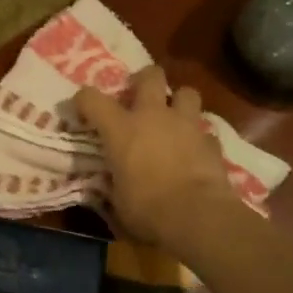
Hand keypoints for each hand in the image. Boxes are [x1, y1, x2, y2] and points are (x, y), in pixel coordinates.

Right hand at [76, 65, 243, 258]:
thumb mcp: (118, 200)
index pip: (91, 98)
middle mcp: (153, 116)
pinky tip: (196, 152)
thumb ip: (114, 183)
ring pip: (187, 93)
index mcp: (121, 128)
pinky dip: (200, 139)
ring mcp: (186, 125)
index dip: (83, 100)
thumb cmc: (147, 209)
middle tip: (139, 96)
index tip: (81, 110)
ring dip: (179, 102)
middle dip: (144, 80)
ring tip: (174, 118)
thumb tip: (111, 184)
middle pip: (150, 76)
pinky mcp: (211, 142)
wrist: (197, 216)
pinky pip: (205, 132)